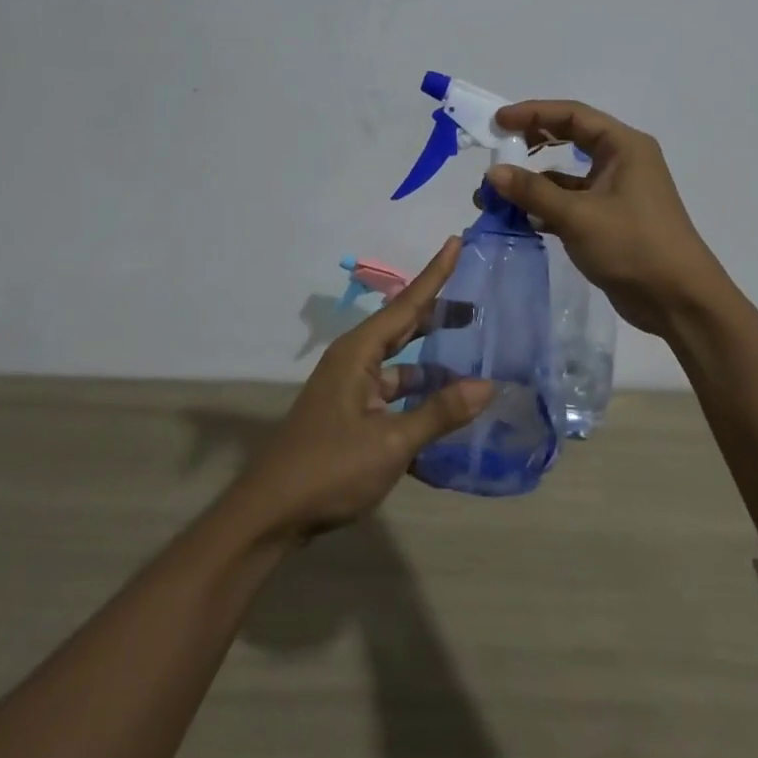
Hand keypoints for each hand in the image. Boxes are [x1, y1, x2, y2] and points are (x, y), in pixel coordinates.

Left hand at [232, 238, 493, 539]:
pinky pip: (394, 395)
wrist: (271, 515)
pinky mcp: (352, 417)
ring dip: (432, 365)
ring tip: (473, 361)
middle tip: (478, 305)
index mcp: (359, 352)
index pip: (407, 303)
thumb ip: (439, 413)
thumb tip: (487, 384)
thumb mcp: (391, 442)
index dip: (435, 274)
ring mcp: (352, 390)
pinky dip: (419, 399)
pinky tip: (446, 413)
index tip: (456, 242)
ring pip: (401, 366)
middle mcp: (355, 361)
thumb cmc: (329, 468)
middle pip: (404, 328)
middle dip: (439, 315)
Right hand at [484, 100, 727, 337]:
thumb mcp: (579, 215)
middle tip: (496, 148)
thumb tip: (493, 173)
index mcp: (623, 146)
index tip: (497, 122)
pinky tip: (517, 218)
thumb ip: (534, 191)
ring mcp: (616, 191)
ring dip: (533, 181)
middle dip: (530, 143)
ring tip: (493, 194)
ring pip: (566, 175)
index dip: (533, 113)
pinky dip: (545, 206)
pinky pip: (570, 202)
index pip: (572, 115)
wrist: (678, 300)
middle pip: (569, 138)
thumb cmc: (633, 245)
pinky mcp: (609, 219)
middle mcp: (621, 161)